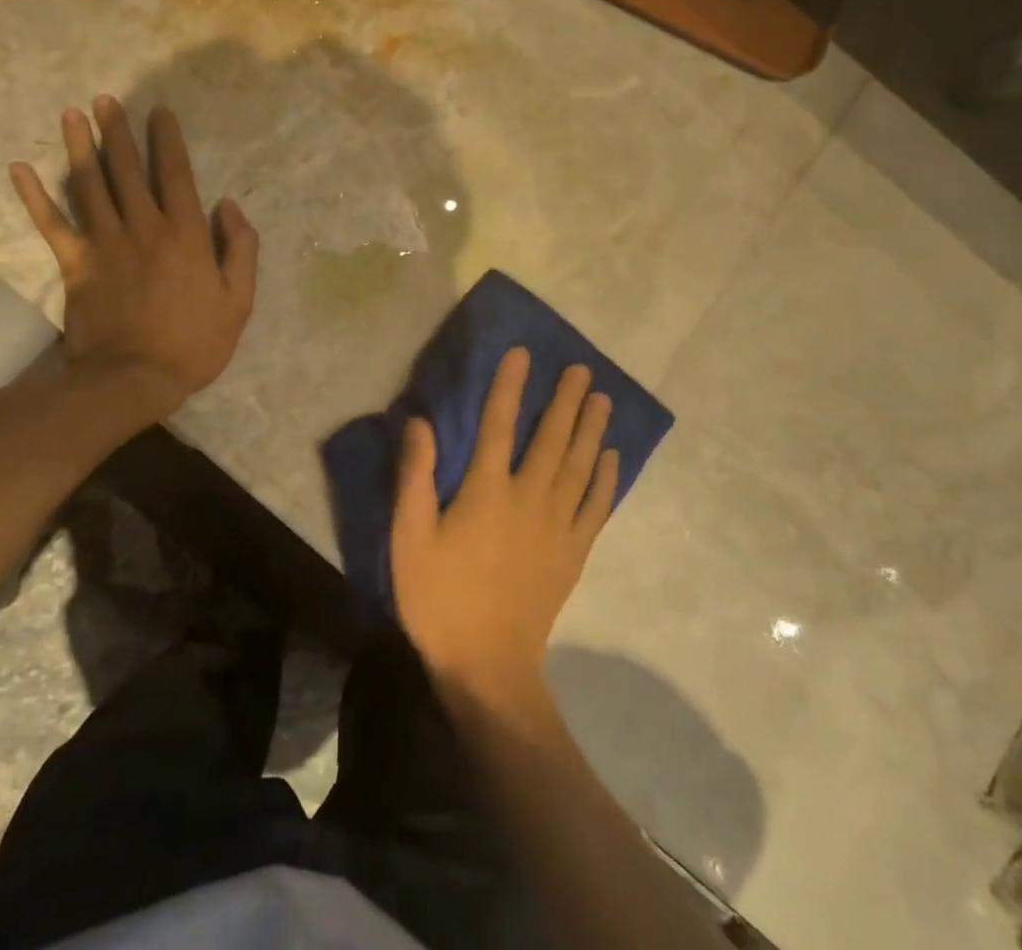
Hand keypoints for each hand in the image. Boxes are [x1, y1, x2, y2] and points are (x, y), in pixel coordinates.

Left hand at [11, 96, 257, 421]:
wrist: (135, 379)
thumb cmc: (194, 342)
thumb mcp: (238, 300)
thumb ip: (240, 248)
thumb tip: (228, 205)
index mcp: (185, 234)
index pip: (175, 174)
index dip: (167, 140)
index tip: (159, 112)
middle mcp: (144, 228)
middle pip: (127, 170)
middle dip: (117, 132)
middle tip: (105, 100)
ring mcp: (106, 244)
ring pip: (90, 186)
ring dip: (79, 148)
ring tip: (72, 114)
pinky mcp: (75, 265)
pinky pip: (52, 224)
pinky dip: (34, 197)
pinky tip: (19, 168)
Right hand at [390, 348, 618, 705]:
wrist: (487, 667)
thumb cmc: (439, 597)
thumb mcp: (409, 538)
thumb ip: (414, 477)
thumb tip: (420, 422)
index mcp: (487, 491)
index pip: (499, 424)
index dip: (510, 386)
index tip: (523, 354)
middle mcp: (529, 499)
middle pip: (552, 439)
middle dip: (567, 401)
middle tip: (583, 369)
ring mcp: (557, 527)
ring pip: (580, 467)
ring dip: (592, 429)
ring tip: (603, 399)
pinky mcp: (573, 553)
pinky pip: (596, 507)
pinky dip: (606, 478)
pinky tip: (611, 457)